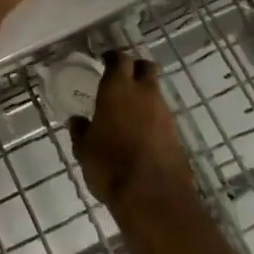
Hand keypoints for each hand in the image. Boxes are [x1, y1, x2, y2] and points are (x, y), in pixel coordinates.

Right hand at [69, 50, 195, 207]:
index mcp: (117, 88)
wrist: (153, 196)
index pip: (119, 59)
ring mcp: (164, 113)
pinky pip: (161, 116)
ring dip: (144, 95)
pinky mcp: (176, 133)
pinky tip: (140, 132)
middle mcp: (144, 93)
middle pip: (145, 67)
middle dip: (135, 68)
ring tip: (128, 110)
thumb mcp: (84, 149)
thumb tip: (78, 121)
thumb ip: (80, 130)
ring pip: (155, 92)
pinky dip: (151, 118)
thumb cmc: (110, 165)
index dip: (112, 57)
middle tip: (122, 77)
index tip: (104, 60)